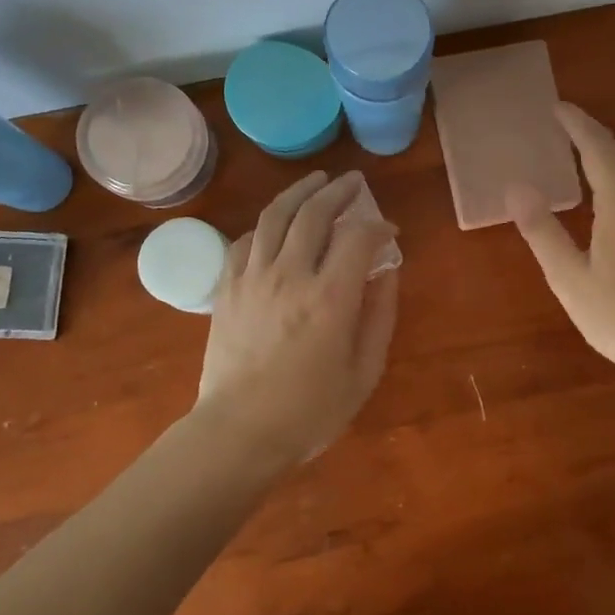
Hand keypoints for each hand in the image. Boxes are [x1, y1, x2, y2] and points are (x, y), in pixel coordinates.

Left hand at [195, 170, 399, 465]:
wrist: (238, 432)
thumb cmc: (309, 411)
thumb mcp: (364, 372)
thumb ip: (379, 317)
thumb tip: (386, 274)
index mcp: (330, 298)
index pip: (358, 238)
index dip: (377, 226)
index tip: (388, 231)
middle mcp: (290, 275)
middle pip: (314, 213)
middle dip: (338, 191)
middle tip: (353, 182)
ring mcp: (253, 278)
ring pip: (275, 216)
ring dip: (299, 192)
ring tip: (316, 181)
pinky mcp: (226, 288)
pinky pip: (246, 240)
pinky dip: (266, 225)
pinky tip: (277, 225)